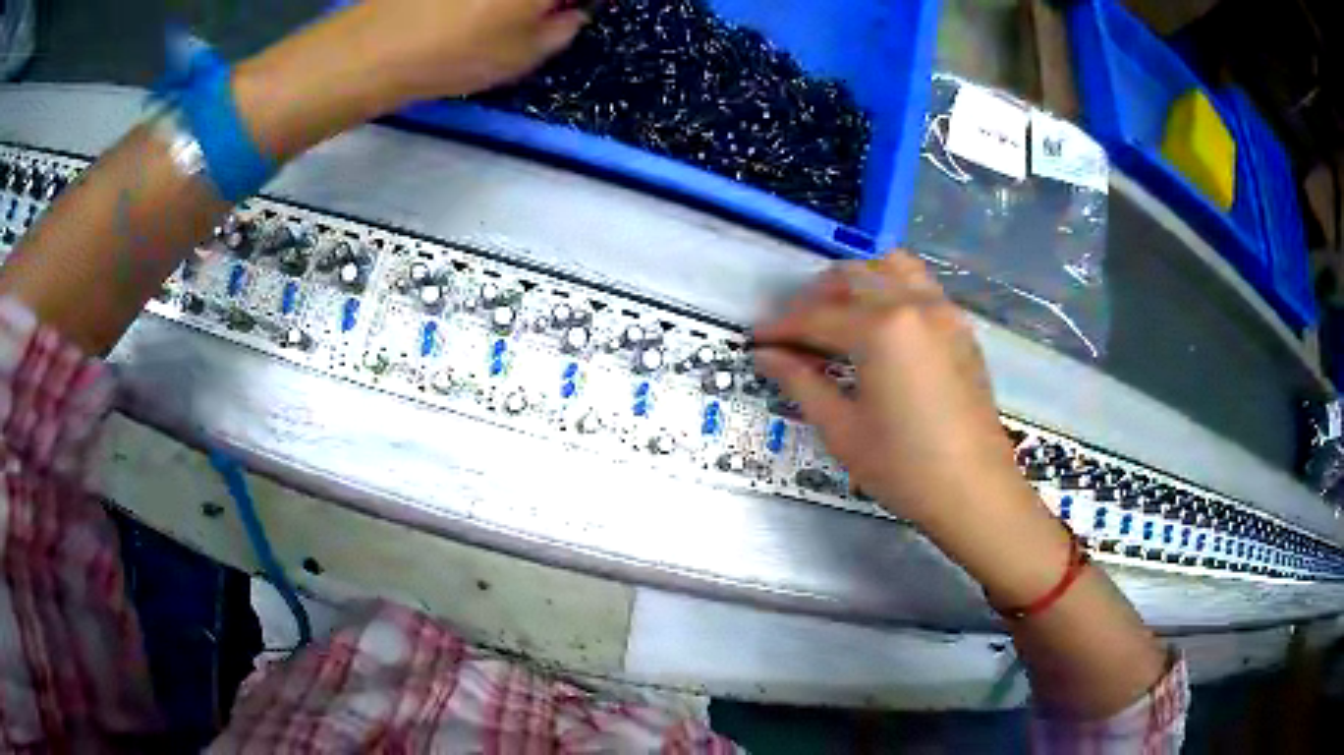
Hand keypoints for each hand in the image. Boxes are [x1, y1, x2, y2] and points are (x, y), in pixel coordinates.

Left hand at [231, 0, 587, 160]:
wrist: (373, 50)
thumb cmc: (458, 53)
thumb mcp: (526, 54)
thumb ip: (564, 28)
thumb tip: (572, 12)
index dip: (579, 2)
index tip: (576, 11)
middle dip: (544, 2)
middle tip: (544, 14)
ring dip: (511, 5)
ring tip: (499, 17)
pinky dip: (480, 2)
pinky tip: (465, 13)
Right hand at [753, 252, 1019, 529]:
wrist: (975, 491)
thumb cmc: (904, 467)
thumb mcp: (843, 430)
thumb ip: (802, 382)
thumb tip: (766, 355)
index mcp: (882, 328)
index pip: (817, 316)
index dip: (781, 327)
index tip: (757, 340)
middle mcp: (914, 304)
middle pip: (853, 277)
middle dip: (815, 298)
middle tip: (794, 332)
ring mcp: (944, 311)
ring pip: (891, 268)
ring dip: (857, 282)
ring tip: (838, 315)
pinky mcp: (961, 328)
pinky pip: (920, 287)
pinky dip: (891, 290)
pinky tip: (881, 326)